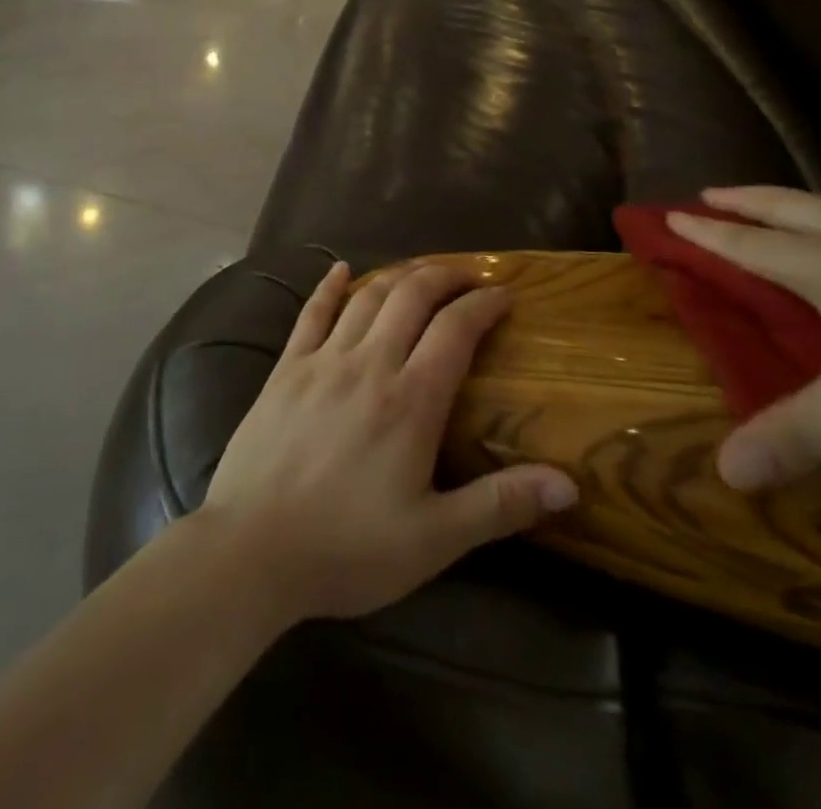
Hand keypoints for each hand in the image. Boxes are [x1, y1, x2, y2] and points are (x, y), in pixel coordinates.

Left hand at [201, 262, 578, 622]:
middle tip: (469, 275)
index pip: (456, 329)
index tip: (506, 294)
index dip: (484, 304)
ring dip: (398, 275)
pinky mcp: (285, 369)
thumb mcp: (435, 540)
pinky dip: (328, 287)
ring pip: (367, 297)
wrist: (251, 550)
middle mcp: (369, 364)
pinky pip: (311, 314)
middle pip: (412, 296)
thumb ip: (500, 505)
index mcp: (411, 401)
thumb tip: (569, 483)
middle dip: (445, 276)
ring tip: (421, 272)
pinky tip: (339, 269)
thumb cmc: (348, 548)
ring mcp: (322, 361)